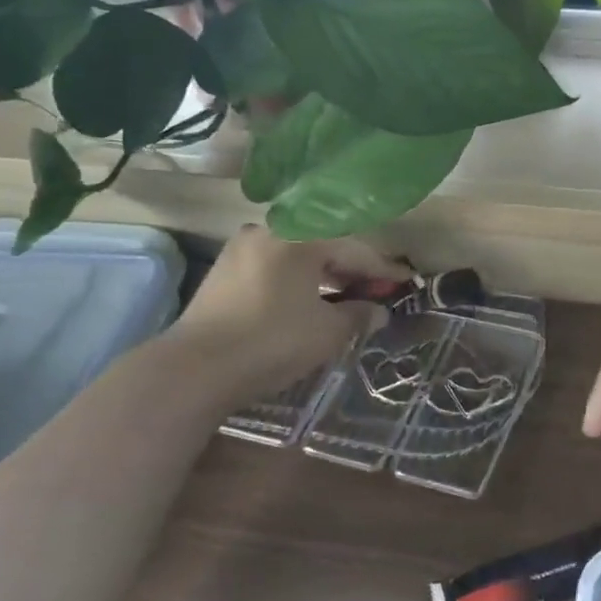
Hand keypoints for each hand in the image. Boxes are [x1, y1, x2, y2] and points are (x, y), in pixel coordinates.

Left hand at [168, 226, 408, 405]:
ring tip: (347, 296)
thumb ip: (358, 315)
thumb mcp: (327, 332)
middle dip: (353, 269)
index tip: (406, 282)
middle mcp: (268, 231)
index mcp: (298, 236)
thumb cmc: (271, 342)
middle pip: (323, 244)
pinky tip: (310, 300)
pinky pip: (275, 267)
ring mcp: (241, 249)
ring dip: (325, 275)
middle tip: (378, 289)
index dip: (382, 269)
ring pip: (297, 255)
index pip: (353, 247)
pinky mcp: (223, 272)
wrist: (194, 369)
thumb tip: (378, 311)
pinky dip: (299, 280)